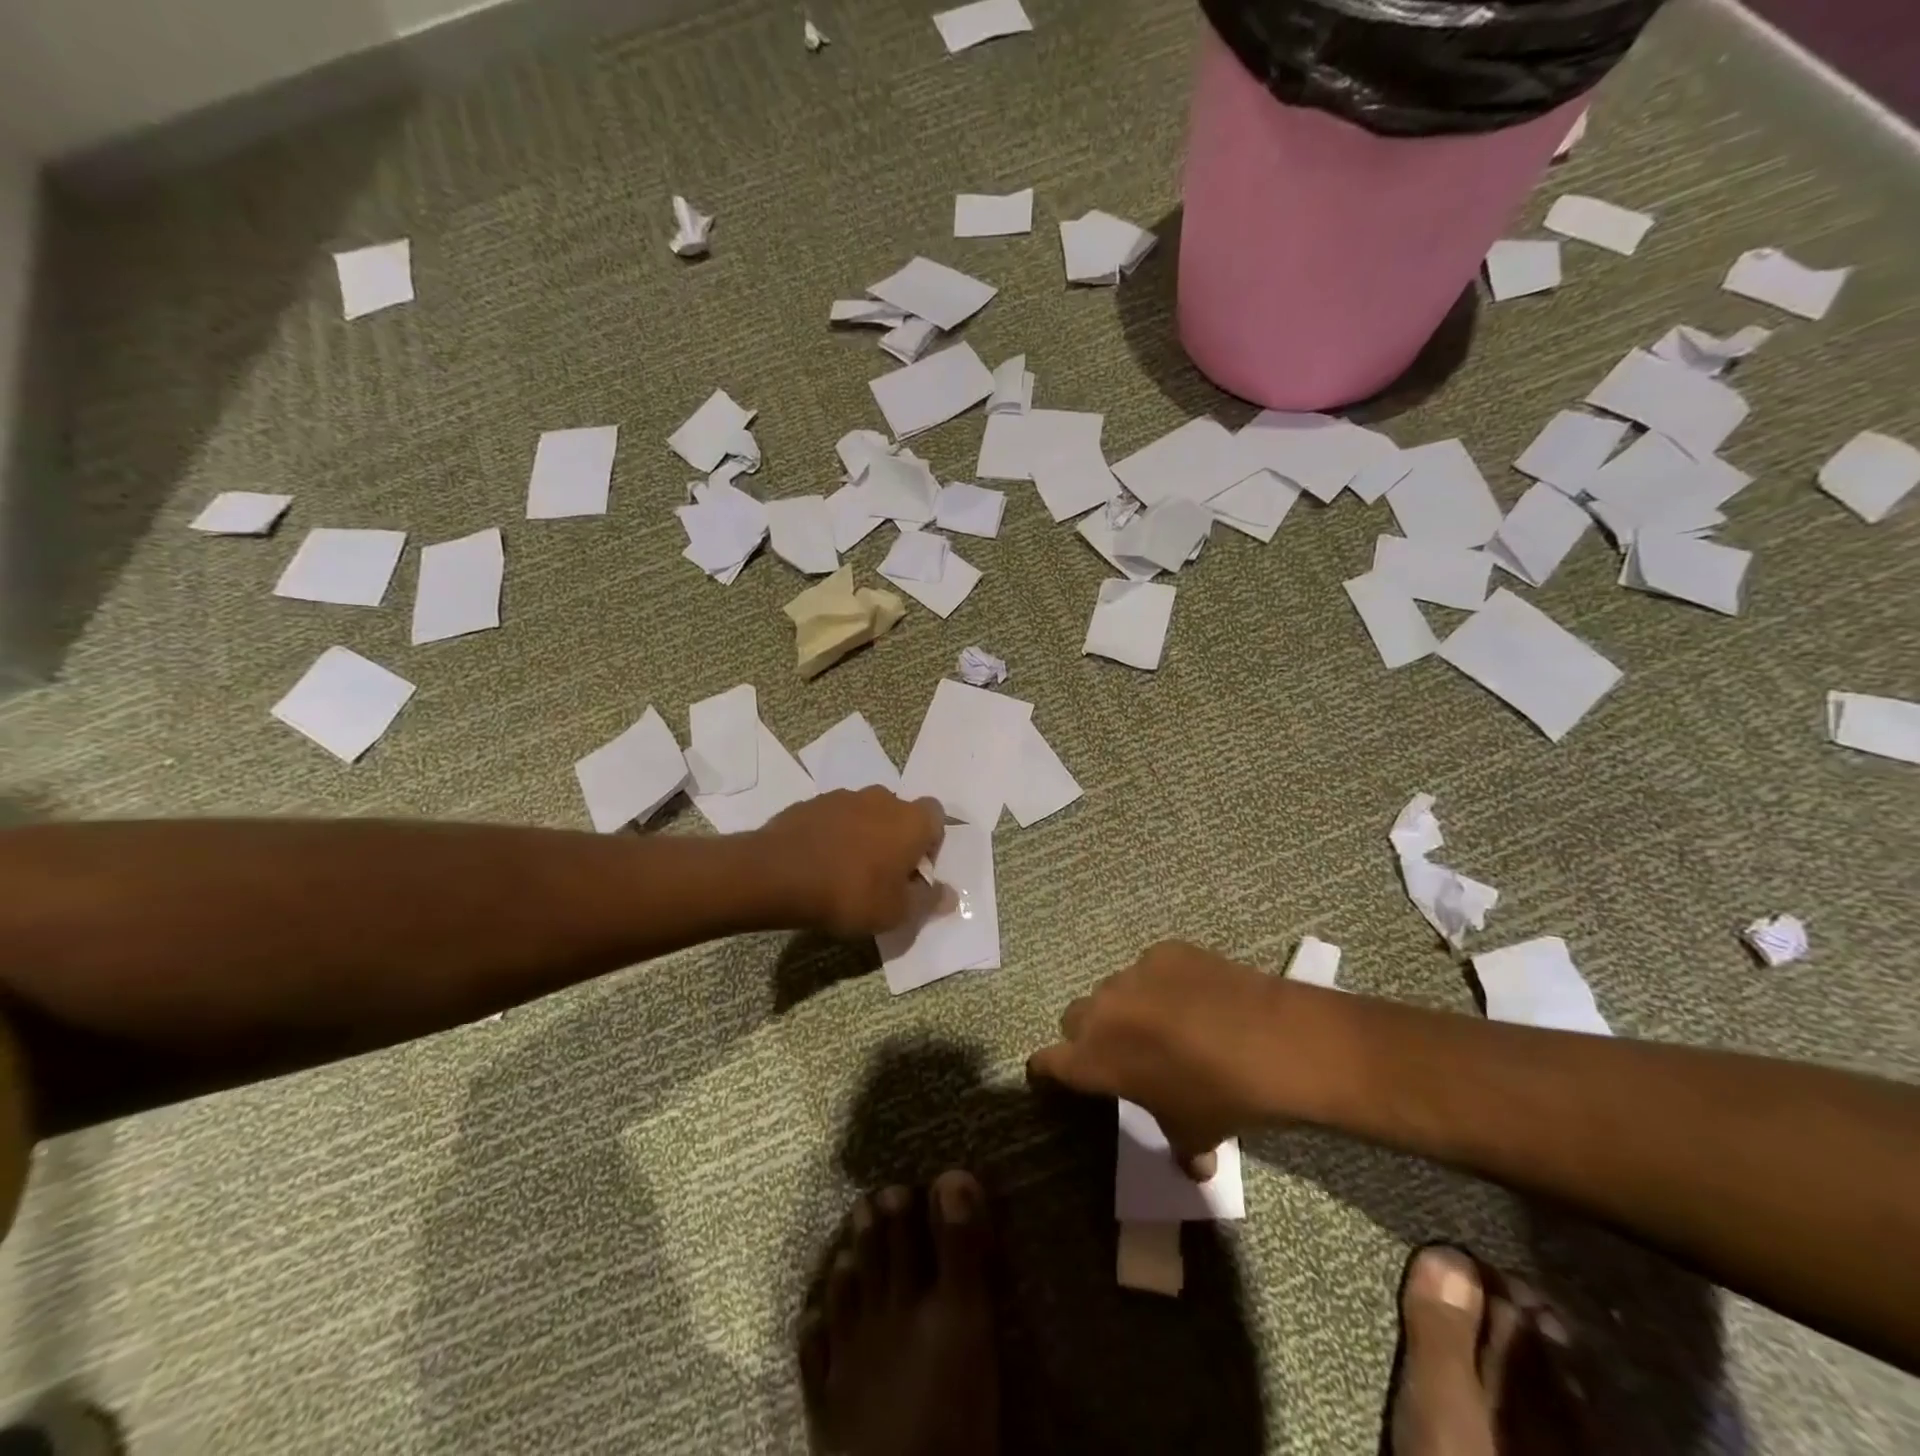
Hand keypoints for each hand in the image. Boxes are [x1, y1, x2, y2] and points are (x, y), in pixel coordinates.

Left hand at [756, 789, 945, 937]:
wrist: (778, 874)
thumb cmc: (850, 893)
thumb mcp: (896, 912)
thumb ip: (927, 901)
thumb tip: (948, 895)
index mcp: (911, 820)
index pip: (937, 817)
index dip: (931, 843)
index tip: (916, 871)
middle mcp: (882, 798)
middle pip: (899, 814)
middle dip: (896, 839)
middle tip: (883, 874)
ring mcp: (843, 797)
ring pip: (865, 814)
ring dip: (863, 835)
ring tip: (847, 871)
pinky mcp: (810, 803)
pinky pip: (833, 818)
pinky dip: (833, 835)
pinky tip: (820, 864)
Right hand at [1027, 941, 1286, 1175]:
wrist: (1272, 1041)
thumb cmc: (1220, 1096)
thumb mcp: (1194, 1131)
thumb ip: (1180, 1145)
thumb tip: (1194, 1165)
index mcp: (1095, 1058)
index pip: (1047, 1061)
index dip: (1047, 1070)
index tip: (1052, 1074)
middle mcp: (1103, 1010)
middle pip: (1074, 1018)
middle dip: (1090, 1034)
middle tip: (1122, 1052)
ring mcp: (1133, 974)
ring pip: (1114, 990)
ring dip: (1128, 1007)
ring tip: (1167, 1024)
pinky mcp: (1164, 951)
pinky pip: (1152, 968)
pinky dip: (1165, 983)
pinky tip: (1198, 998)